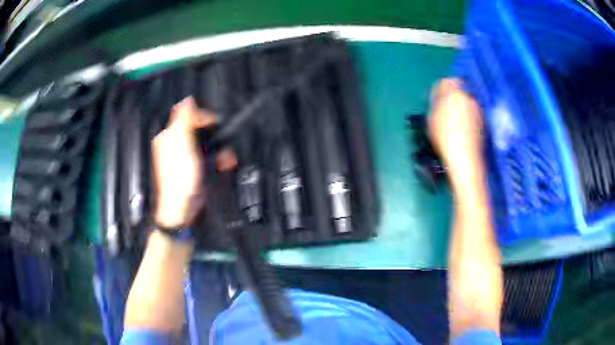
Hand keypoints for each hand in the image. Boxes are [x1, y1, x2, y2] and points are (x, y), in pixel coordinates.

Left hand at [152, 97, 214, 227]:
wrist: (182, 208)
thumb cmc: (179, 180)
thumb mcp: (182, 146)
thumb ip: (183, 122)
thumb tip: (186, 100)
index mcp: (170, 136)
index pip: (187, 115)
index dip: (203, 117)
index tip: (215, 124)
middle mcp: (177, 144)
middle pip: (199, 128)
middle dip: (215, 135)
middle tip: (223, 143)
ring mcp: (187, 156)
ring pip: (207, 142)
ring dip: (219, 148)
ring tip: (226, 159)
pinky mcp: (195, 167)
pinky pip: (209, 155)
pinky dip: (218, 158)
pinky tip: (223, 165)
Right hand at [428, 78, 483, 185]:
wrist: (466, 158)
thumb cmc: (445, 137)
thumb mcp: (432, 119)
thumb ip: (435, 104)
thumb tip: (438, 99)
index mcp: (454, 92)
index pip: (446, 82)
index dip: (439, 89)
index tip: (435, 99)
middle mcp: (469, 97)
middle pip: (459, 91)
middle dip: (452, 97)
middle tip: (444, 110)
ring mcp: (478, 109)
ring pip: (467, 103)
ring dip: (461, 108)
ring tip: (454, 123)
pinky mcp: (484, 121)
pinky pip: (473, 114)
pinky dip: (468, 118)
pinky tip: (463, 131)